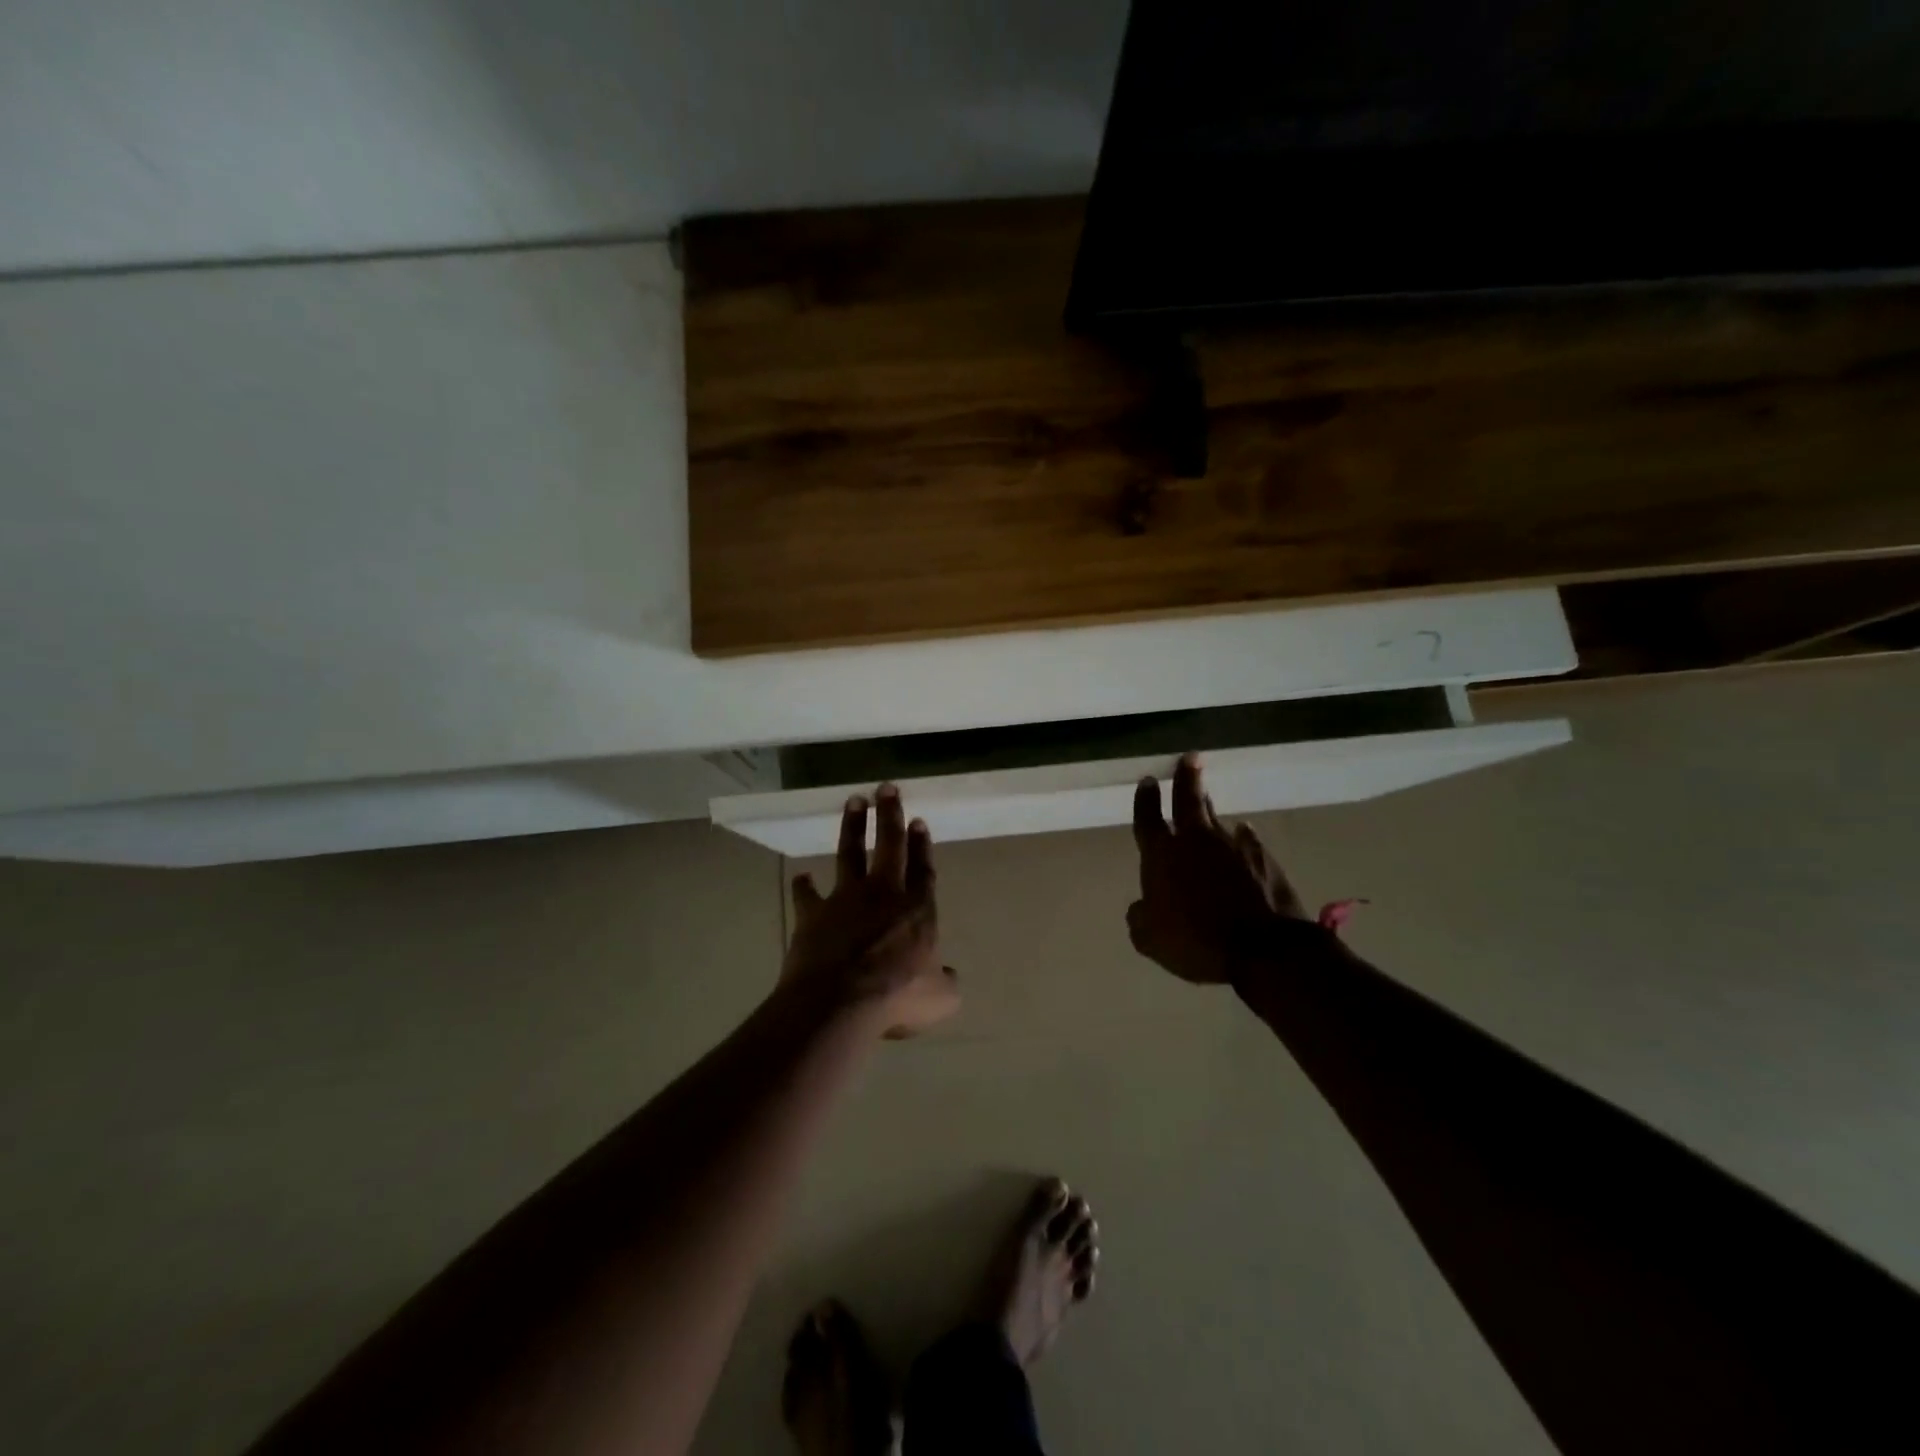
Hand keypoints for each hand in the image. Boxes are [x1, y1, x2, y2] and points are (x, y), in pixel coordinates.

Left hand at [781, 784, 959, 1037]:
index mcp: (917, 910)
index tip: (918, 820)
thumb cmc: (896, 996)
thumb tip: (949, 977)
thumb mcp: (938, 999)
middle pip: (889, 845)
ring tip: (854, 801)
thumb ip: (945, 984)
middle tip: (887, 788)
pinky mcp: (815, 914)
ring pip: (851, 853)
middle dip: (889, 814)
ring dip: (852, 827)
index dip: (922, 845)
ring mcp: (846, 899)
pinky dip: (804, 886)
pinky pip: (808, 895)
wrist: (840, 1001)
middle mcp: (884, 894)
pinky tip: (801, 876)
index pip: (922, 869)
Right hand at [1127, 754, 1308, 984]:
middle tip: (1190, 758)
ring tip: (1208, 799)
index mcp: (1162, 855)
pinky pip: (1248, 841)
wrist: (1263, 949)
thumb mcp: (1151, 939)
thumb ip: (1140, 918)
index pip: (1148, 818)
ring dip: (1210, 809)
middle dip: (1186, 777)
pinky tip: (1244, 836)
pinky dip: (1242, 838)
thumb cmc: (1196, 941)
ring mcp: (1233, 847)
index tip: (1148, 780)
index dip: (1146, 799)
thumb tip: (1140, 907)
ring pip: (1217, 819)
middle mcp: (1195, 841)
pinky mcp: (1264, 859)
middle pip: (1188, 800)